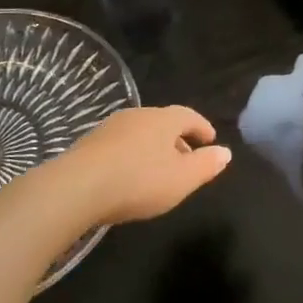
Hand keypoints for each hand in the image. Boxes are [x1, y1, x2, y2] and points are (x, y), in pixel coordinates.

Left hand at [64, 106, 232, 224]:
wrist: (77, 187)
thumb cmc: (139, 180)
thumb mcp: (182, 179)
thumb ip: (206, 165)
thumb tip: (225, 152)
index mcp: (163, 119)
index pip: (189, 116)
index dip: (202, 127)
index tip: (211, 140)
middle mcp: (137, 115)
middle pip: (164, 123)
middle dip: (178, 139)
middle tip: (188, 158)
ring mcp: (110, 128)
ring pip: (141, 133)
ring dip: (154, 148)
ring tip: (160, 169)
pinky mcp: (89, 144)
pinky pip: (121, 145)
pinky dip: (133, 155)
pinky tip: (130, 175)